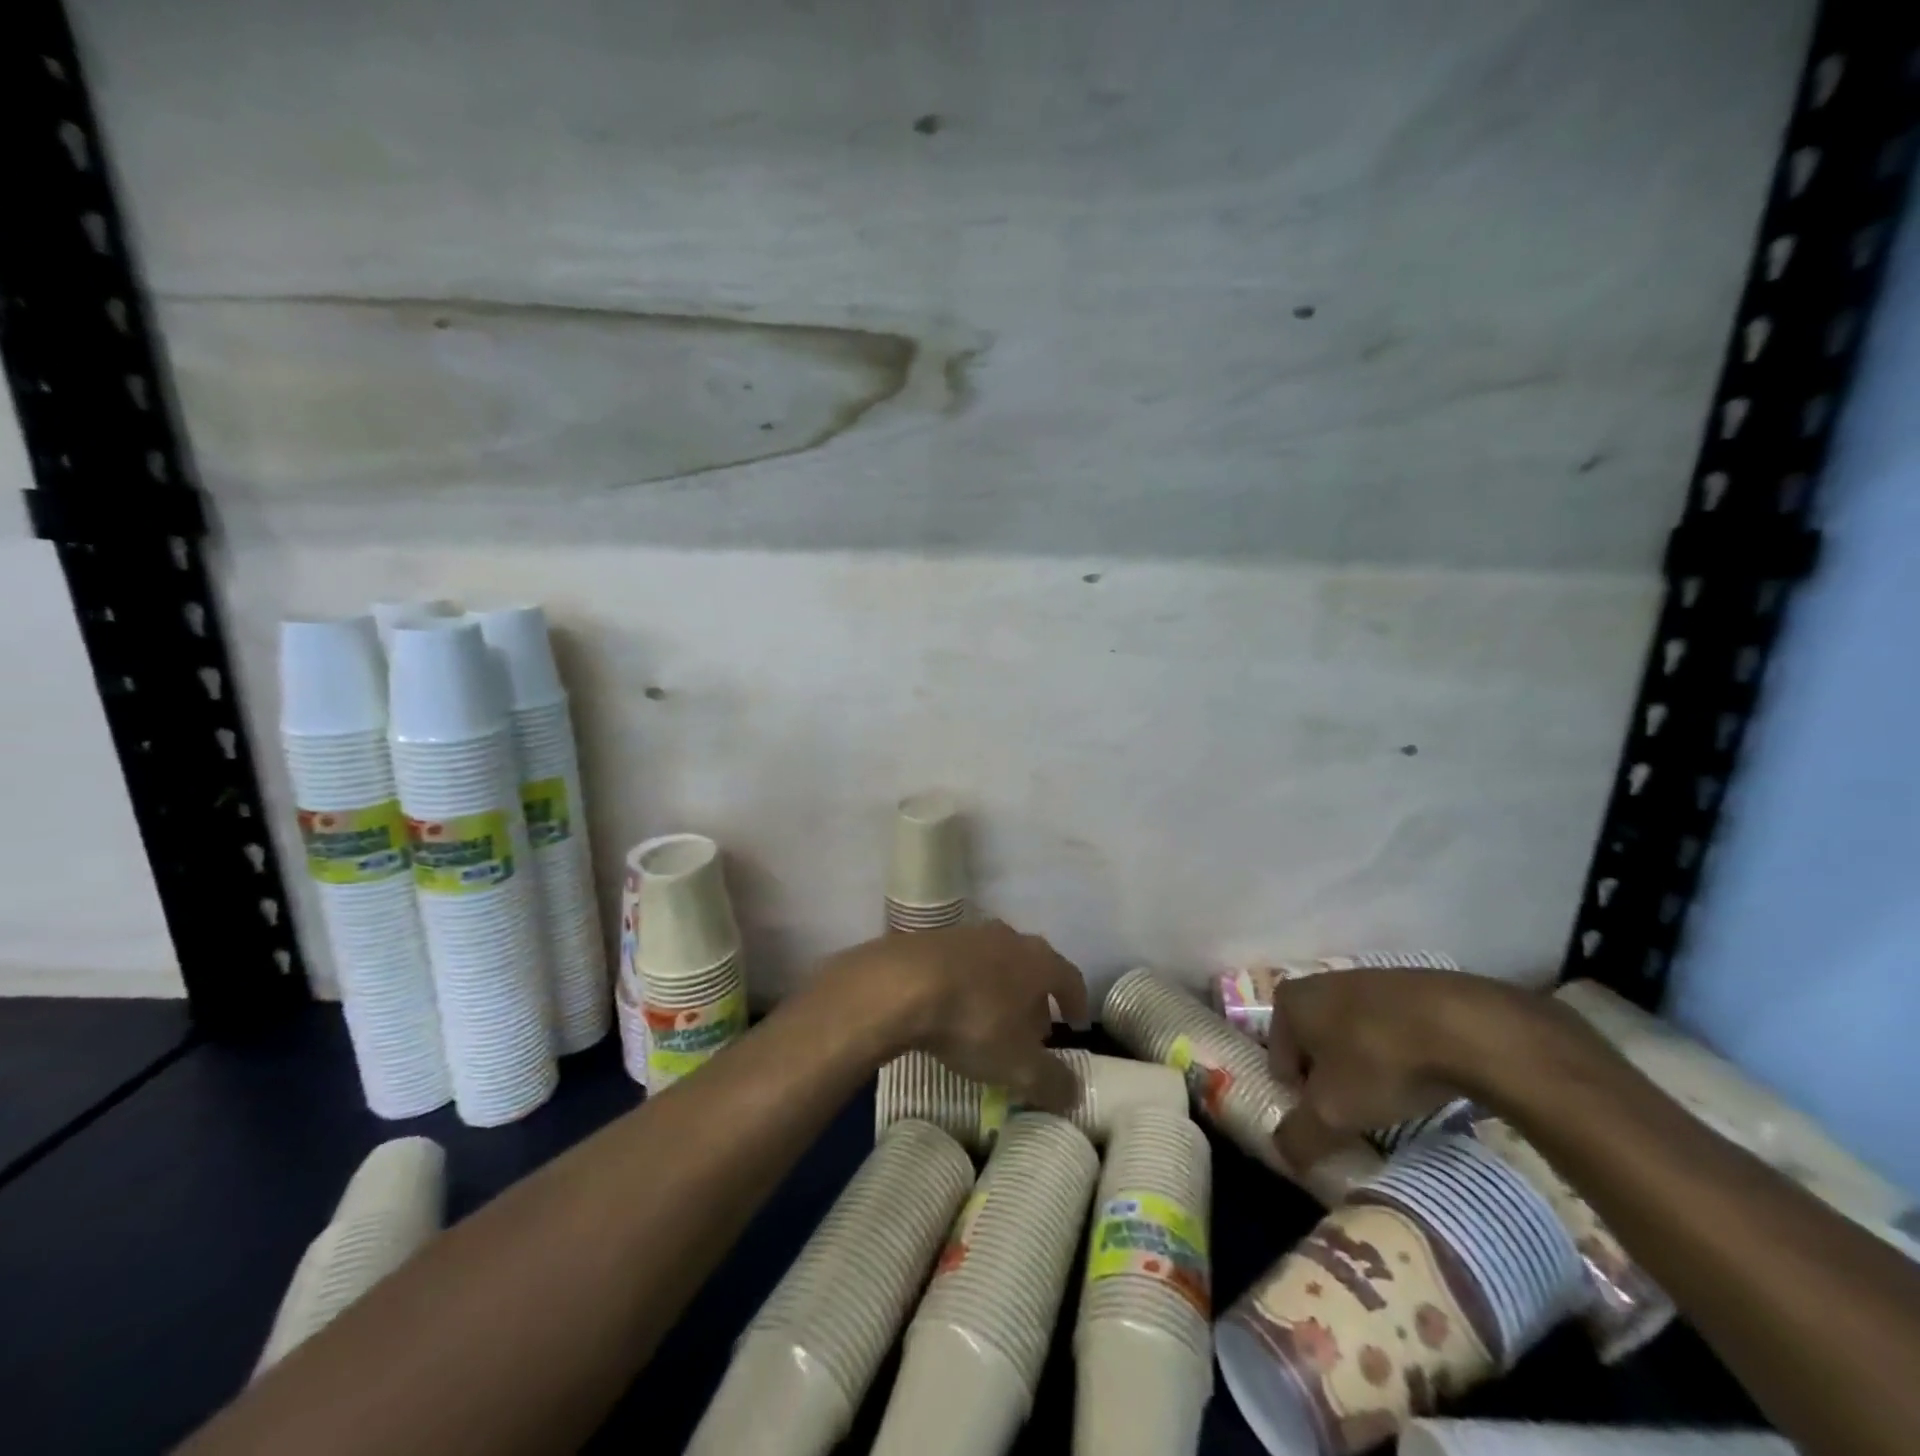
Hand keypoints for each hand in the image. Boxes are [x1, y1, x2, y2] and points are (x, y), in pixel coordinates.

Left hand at [821, 921, 1089, 1112]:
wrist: (900, 984)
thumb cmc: (973, 1019)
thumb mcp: (1018, 1064)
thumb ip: (1051, 1081)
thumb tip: (1075, 1093)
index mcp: (1038, 960)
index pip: (1070, 978)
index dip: (1076, 1002)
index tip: (1076, 1024)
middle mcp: (1008, 938)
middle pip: (1032, 967)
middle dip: (1035, 1000)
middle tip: (1032, 1032)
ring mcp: (968, 934)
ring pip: (996, 963)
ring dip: (1000, 991)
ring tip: (991, 1023)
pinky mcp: (932, 939)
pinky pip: (962, 965)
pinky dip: (967, 986)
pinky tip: (954, 1009)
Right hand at [1266, 968, 1574, 1173]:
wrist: (1465, 1026)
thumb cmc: (1379, 1062)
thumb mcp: (1332, 1113)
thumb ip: (1298, 1136)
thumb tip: (1282, 1153)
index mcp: (1289, 1001)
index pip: (1279, 1060)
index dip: (1301, 1097)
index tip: (1331, 1119)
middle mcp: (1318, 981)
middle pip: (1315, 1046)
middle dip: (1333, 1080)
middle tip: (1361, 1114)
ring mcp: (1366, 979)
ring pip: (1354, 1036)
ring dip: (1367, 1067)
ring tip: (1396, 1098)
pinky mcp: (1410, 986)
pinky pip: (1392, 1029)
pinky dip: (1400, 1052)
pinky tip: (1424, 1076)